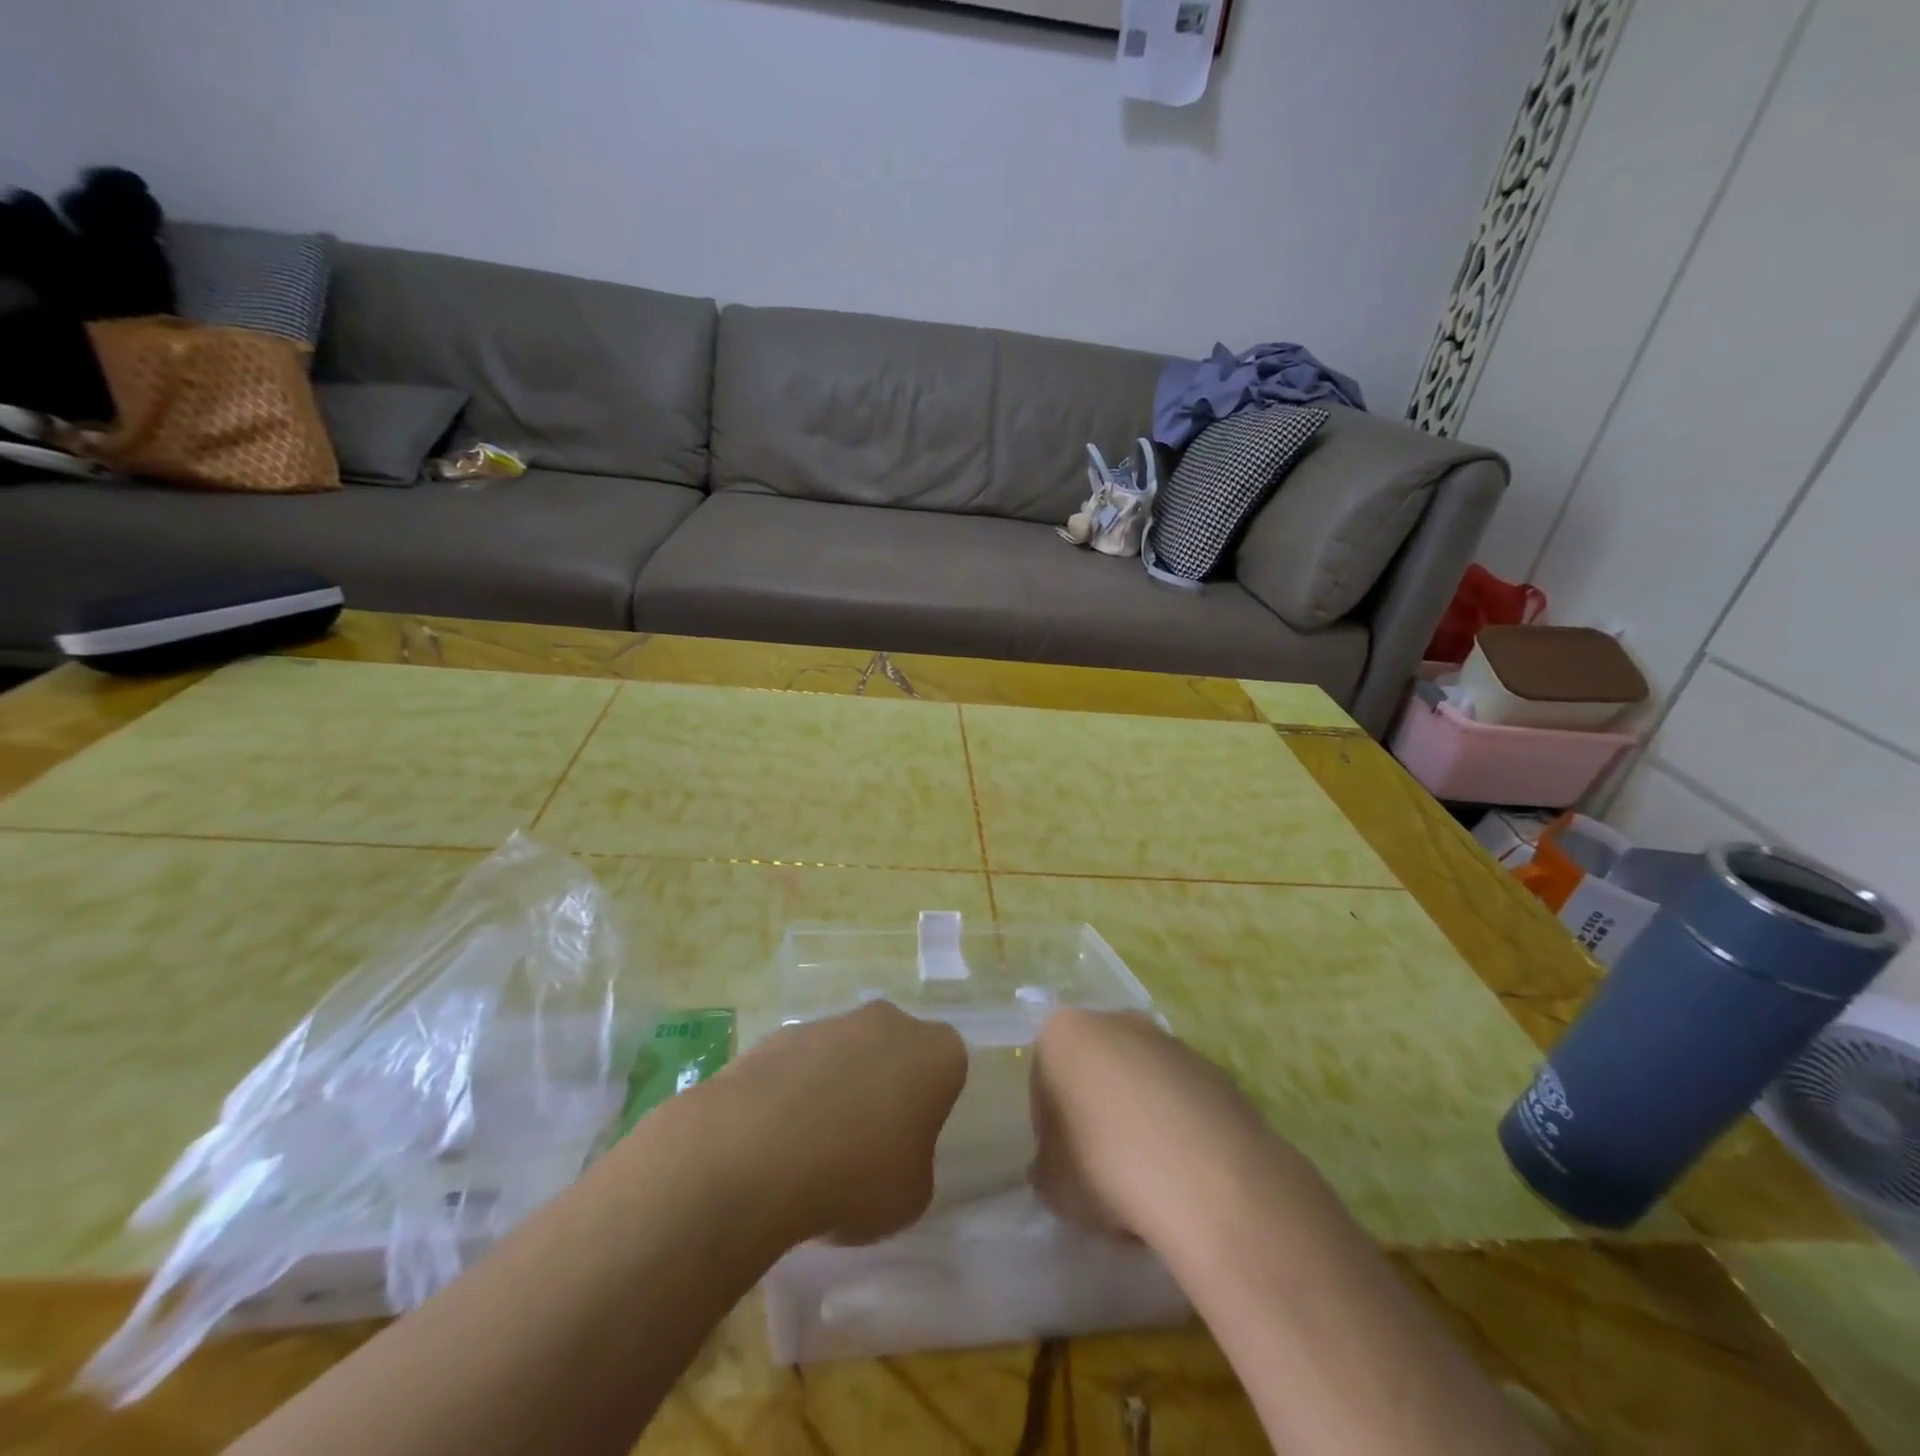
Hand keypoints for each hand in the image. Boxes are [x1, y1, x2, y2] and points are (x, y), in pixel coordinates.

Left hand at [718, 1001, 966, 1245]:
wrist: (757, 1152)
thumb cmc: (856, 1176)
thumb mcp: (911, 1196)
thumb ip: (914, 1163)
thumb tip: (891, 1153)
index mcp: (935, 1053)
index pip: (947, 1069)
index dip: (930, 1106)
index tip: (910, 1142)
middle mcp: (888, 1022)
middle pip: (895, 1051)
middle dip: (884, 1086)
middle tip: (865, 1144)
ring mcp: (831, 1022)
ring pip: (846, 1054)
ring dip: (837, 1088)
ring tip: (811, 1151)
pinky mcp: (781, 1034)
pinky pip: (801, 1065)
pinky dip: (794, 1092)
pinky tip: (775, 1139)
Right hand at [1030, 1008, 1293, 1245]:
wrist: (1210, 1180)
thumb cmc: (1107, 1167)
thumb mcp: (1051, 1183)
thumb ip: (1047, 1165)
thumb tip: (1058, 1166)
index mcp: (1064, 1032)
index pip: (1044, 1078)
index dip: (1050, 1125)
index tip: (1064, 1164)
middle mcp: (1117, 1021)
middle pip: (1096, 1069)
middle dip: (1096, 1110)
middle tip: (1101, 1168)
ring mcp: (1171, 1042)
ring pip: (1141, 1081)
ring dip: (1139, 1117)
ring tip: (1149, 1180)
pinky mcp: (1216, 1070)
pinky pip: (1183, 1100)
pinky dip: (1179, 1129)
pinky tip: (1185, 1176)